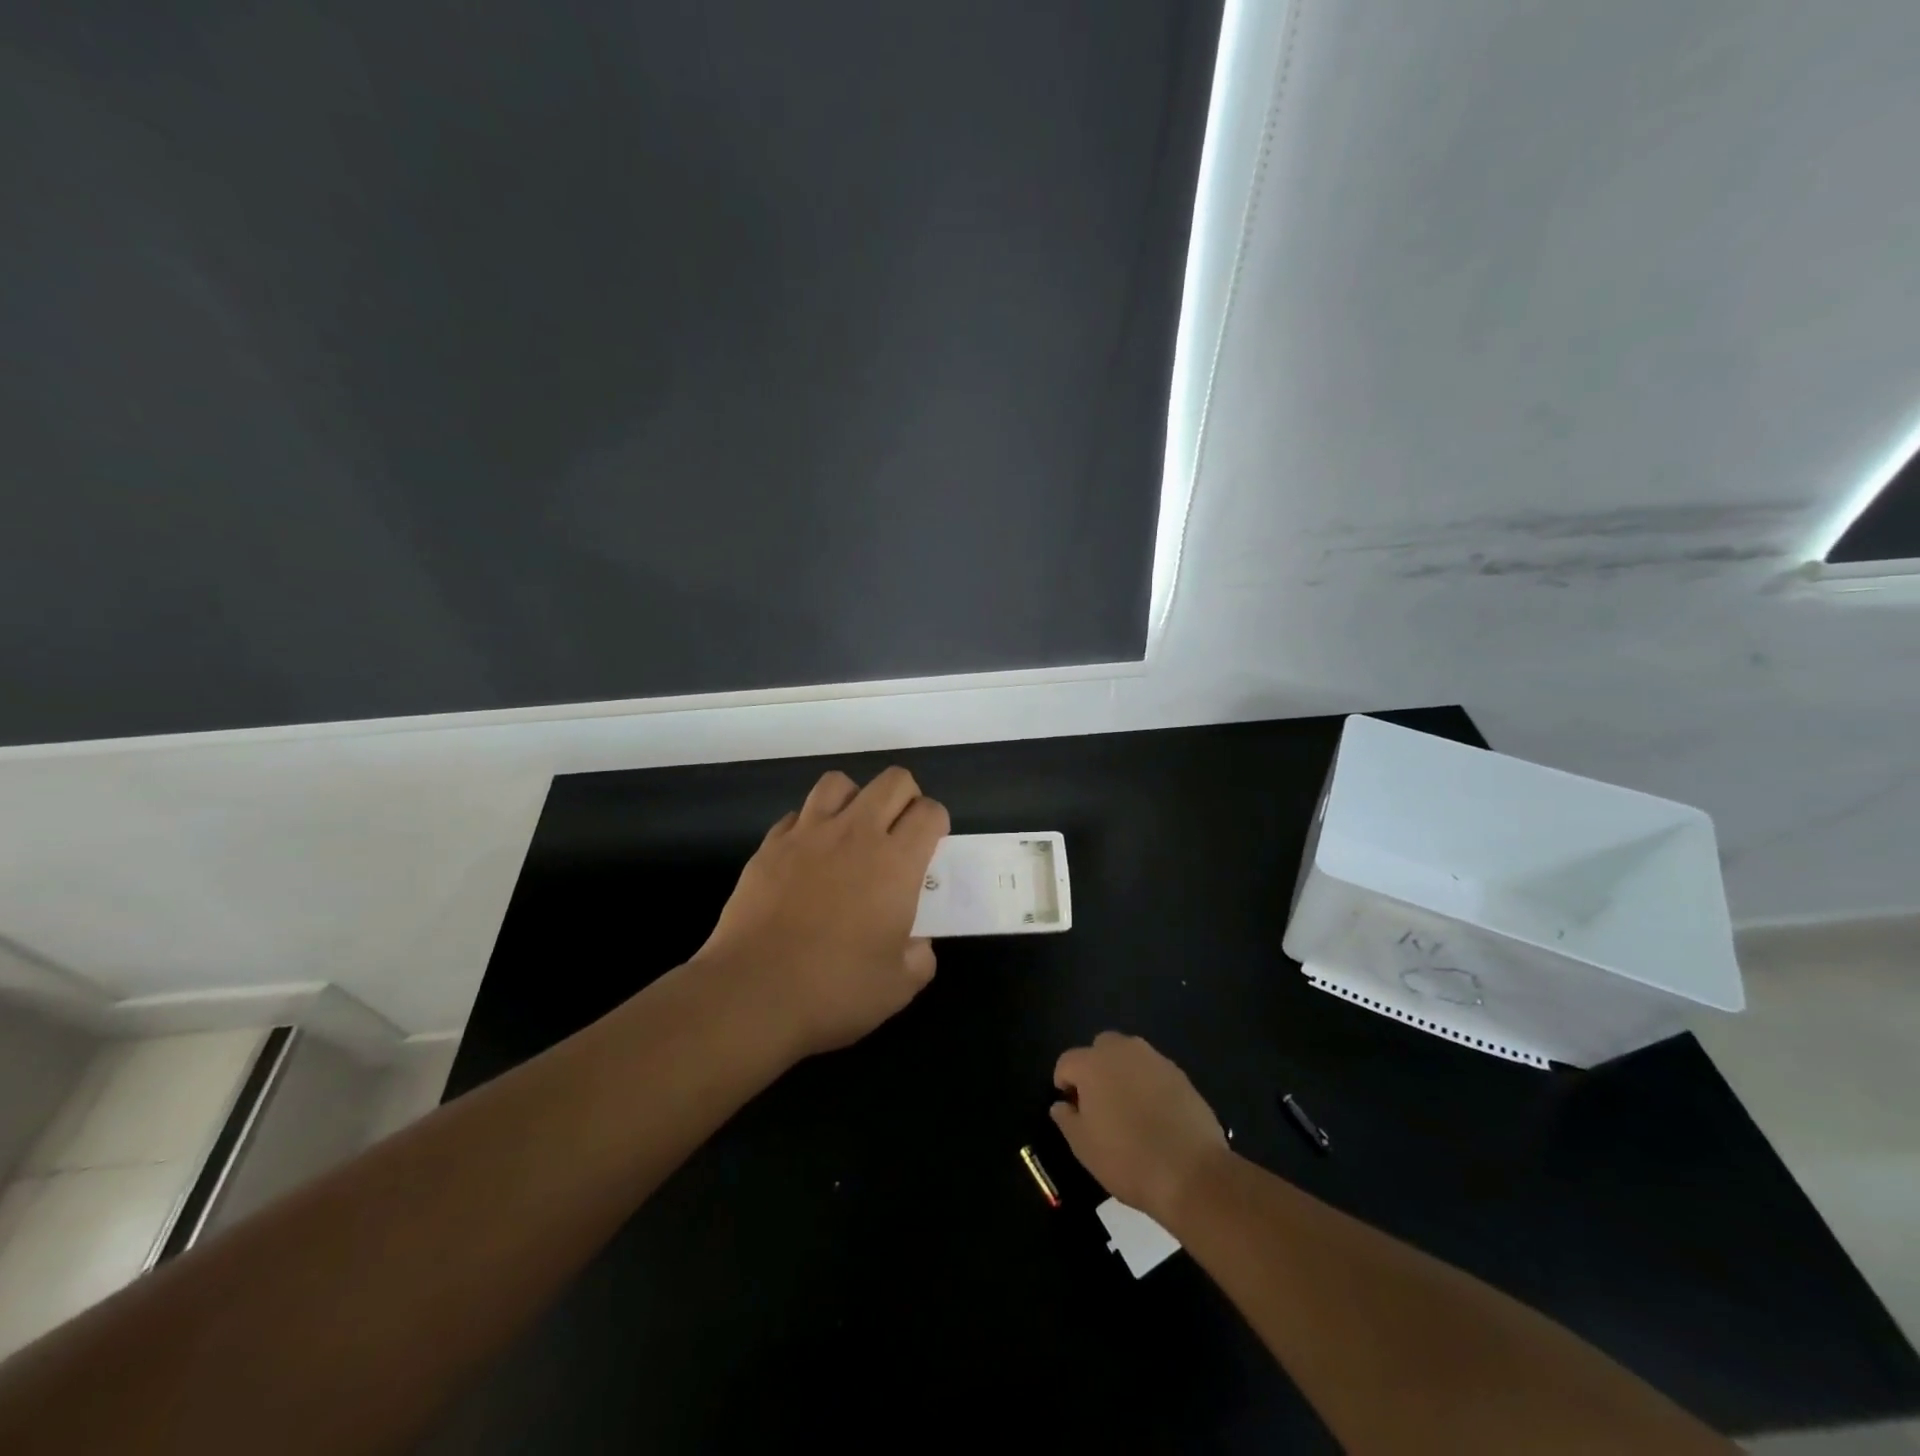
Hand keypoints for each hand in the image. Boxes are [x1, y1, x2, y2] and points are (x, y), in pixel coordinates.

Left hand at [697, 767, 949, 1058]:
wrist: (753, 993)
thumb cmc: (835, 989)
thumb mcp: (899, 986)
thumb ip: (919, 956)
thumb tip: (915, 941)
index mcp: (896, 862)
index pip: (929, 812)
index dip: (936, 824)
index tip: (929, 849)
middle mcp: (855, 834)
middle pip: (892, 781)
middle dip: (905, 798)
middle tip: (899, 834)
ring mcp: (808, 834)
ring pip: (839, 783)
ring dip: (854, 799)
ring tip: (852, 833)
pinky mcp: (770, 846)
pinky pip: (798, 814)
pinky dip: (810, 826)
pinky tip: (808, 857)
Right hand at [1050, 1032, 1229, 1226]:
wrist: (1192, 1173)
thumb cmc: (1127, 1159)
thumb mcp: (1084, 1147)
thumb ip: (1066, 1119)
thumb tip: (1062, 1105)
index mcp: (1093, 1064)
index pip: (1067, 1061)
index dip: (1064, 1083)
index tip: (1071, 1109)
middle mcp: (1123, 1050)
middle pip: (1100, 1048)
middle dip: (1095, 1068)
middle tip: (1099, 1103)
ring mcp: (1155, 1060)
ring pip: (1130, 1056)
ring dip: (1123, 1073)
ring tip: (1128, 1109)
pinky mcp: (1181, 1074)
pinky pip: (1154, 1071)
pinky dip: (1148, 1085)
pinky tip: (1155, 1115)